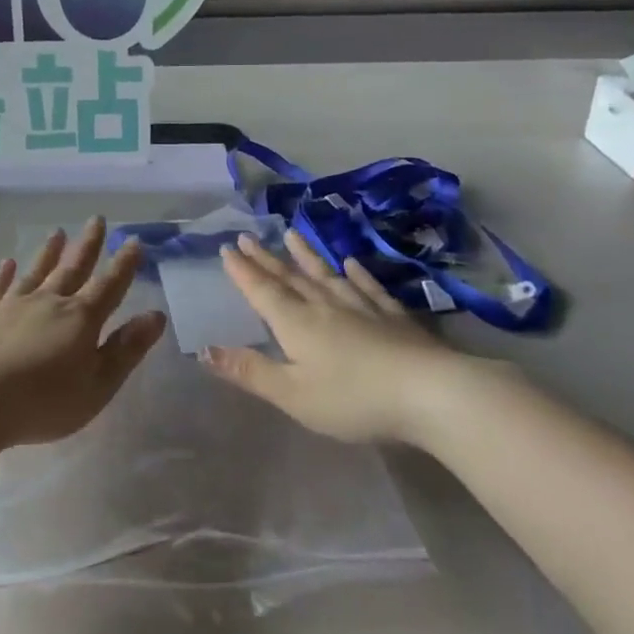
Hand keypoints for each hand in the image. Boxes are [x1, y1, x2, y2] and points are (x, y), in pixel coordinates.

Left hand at [0, 218, 167, 446]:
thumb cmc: (44, 401)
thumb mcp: (97, 385)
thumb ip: (126, 350)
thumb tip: (155, 316)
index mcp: (80, 320)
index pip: (109, 286)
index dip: (124, 265)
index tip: (133, 241)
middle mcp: (48, 303)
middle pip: (72, 269)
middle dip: (87, 245)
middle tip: (96, 220)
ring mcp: (11, 306)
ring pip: (35, 272)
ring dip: (48, 253)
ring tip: (57, 233)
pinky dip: (3, 274)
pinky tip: (7, 263)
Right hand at [202, 231, 448, 442]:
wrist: (429, 392)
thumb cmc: (352, 398)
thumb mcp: (292, 394)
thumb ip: (250, 371)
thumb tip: (205, 350)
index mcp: (296, 324)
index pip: (262, 292)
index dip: (243, 272)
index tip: (228, 248)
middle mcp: (324, 306)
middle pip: (290, 278)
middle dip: (266, 259)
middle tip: (248, 236)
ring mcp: (362, 307)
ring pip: (327, 275)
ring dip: (307, 255)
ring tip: (292, 234)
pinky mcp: (394, 316)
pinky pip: (368, 287)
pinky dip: (357, 273)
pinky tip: (351, 262)